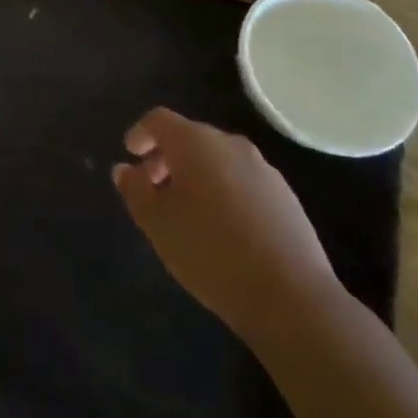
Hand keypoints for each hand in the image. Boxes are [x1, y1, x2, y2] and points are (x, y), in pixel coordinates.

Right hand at [113, 109, 338, 341]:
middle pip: (190, 137)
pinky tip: (223, 228)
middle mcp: (230, 144)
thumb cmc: (210, 251)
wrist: (291, 298)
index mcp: (194, 142)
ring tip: (188, 212)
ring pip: (218, 160)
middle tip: (154, 188)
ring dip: (197, 175)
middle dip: (168, 157)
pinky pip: (243, 181)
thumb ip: (134, 190)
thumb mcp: (156, 223)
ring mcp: (263, 170)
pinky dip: (225, 191)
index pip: (159, 120)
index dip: (141, 134)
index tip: (130, 155)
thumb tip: (125, 169)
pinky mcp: (287, 198)